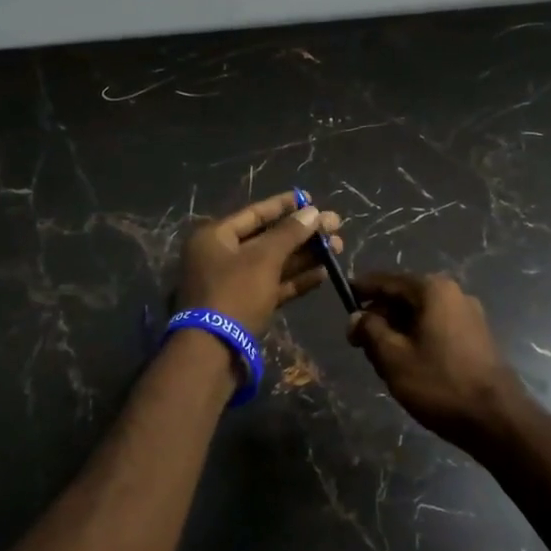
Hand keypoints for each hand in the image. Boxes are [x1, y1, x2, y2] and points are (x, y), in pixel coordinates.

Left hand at [174, 192, 343, 337]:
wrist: (213, 352)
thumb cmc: (234, 293)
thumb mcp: (263, 259)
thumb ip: (289, 233)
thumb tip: (313, 212)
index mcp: (215, 236)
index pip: (255, 213)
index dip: (285, 205)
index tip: (311, 198)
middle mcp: (221, 256)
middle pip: (267, 238)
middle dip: (302, 233)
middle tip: (335, 227)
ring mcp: (233, 283)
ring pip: (273, 263)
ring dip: (304, 256)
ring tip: (337, 248)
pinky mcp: (245, 306)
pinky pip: (273, 285)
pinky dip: (296, 279)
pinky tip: (323, 274)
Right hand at [347, 273, 520, 446]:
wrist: (497, 420)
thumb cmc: (440, 384)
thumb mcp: (393, 357)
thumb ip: (370, 330)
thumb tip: (357, 316)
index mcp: (433, 290)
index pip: (387, 281)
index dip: (361, 290)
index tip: (342, 299)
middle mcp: (454, 293)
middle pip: (404, 297)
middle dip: (379, 316)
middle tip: (359, 343)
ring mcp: (469, 315)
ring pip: (420, 315)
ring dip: (397, 331)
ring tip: (381, 359)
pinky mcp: (477, 337)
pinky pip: (436, 328)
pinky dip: (417, 339)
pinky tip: (407, 365)